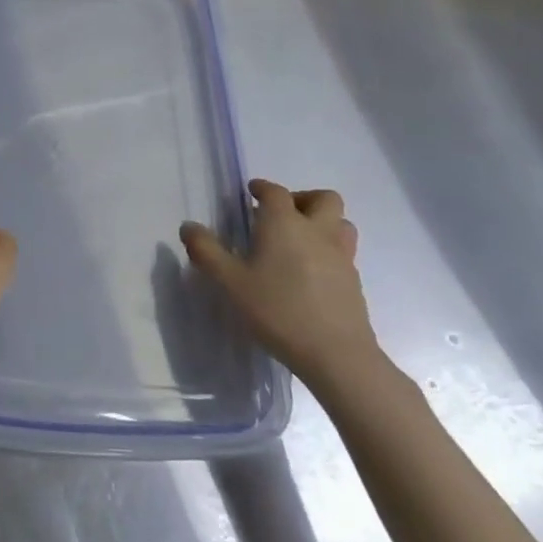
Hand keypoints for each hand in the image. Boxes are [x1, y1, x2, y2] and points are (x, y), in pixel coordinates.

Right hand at [180, 179, 382, 387]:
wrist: (335, 354)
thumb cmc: (277, 310)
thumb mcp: (230, 282)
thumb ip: (206, 251)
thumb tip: (188, 227)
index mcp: (285, 224)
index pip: (275, 192)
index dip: (262, 188)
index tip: (251, 192)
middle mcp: (317, 231)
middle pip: (323, 198)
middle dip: (302, 198)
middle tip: (280, 215)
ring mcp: (341, 256)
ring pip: (340, 223)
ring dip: (322, 221)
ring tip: (299, 240)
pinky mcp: (354, 281)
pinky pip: (343, 251)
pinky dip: (328, 249)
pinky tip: (310, 272)